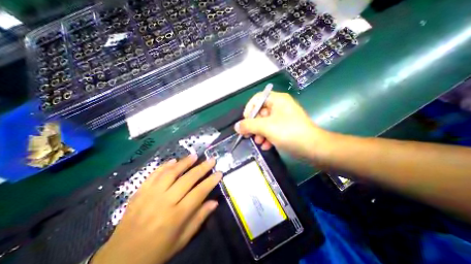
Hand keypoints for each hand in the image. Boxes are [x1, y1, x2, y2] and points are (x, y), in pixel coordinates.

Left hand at [93, 154, 222, 263]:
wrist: (119, 260)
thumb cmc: (157, 252)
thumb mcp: (182, 240)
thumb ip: (199, 218)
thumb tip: (214, 202)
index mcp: (176, 216)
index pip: (199, 192)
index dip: (211, 181)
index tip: (219, 172)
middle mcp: (164, 202)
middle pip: (187, 179)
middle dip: (202, 167)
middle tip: (211, 159)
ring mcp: (150, 195)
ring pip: (171, 173)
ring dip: (184, 162)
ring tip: (194, 155)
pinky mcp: (139, 192)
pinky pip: (154, 175)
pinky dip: (165, 166)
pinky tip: (173, 160)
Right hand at [235, 91, 329, 159]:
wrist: (313, 148)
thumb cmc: (289, 132)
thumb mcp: (266, 127)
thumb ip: (249, 125)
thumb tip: (236, 127)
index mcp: (277, 100)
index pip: (257, 99)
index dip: (249, 109)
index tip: (245, 121)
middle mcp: (280, 107)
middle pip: (260, 112)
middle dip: (254, 125)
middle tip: (248, 135)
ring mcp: (283, 118)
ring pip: (265, 123)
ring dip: (259, 133)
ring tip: (258, 142)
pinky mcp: (285, 128)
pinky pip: (271, 130)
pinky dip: (267, 137)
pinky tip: (266, 146)